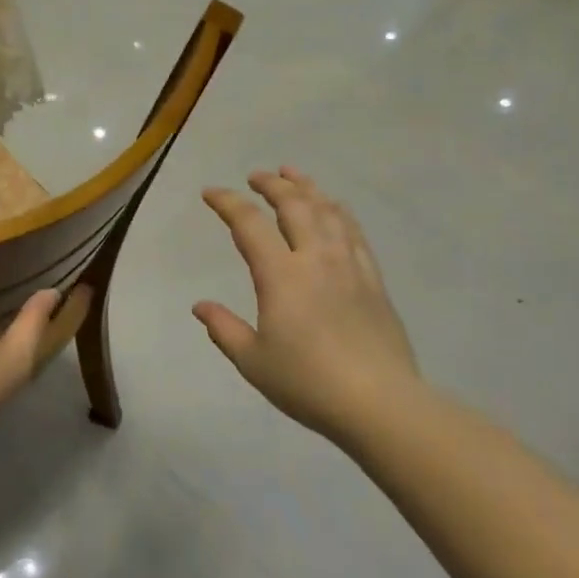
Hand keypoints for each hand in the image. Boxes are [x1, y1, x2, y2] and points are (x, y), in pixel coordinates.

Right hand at [194, 168, 419, 438]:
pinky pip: (354, 232)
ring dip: (307, 188)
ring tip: (293, 174)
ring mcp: (349, 266)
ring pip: (328, 211)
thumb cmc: (307, 383)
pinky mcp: (373, 280)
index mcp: (281, 276)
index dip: (227, 203)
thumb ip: (224, 329)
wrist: (379, 403)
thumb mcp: (252, 361)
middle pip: (294, 205)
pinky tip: (334, 207)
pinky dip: (339, 211)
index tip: (210, 193)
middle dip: (272, 185)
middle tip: (255, 176)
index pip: (249, 224)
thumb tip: (200, 306)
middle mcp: (316, 259)